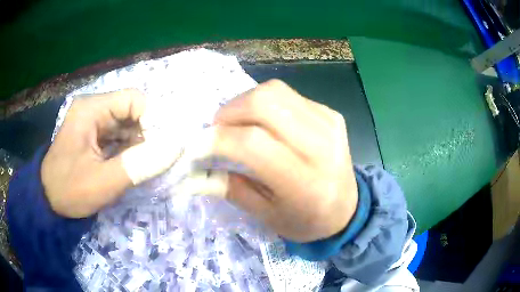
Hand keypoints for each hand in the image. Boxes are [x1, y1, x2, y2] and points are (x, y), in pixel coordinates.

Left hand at [41, 89, 164, 217]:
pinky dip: (128, 147)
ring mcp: (91, 121)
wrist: (47, 200)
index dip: (153, 119)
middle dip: (146, 133)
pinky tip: (131, 163)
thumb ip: (140, 164)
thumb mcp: (104, 182)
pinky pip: (117, 134)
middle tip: (154, 160)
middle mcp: (92, 108)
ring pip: (126, 123)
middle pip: (131, 110)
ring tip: (143, 164)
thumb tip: (176, 147)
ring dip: (138, 142)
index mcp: (91, 109)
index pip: (134, 100)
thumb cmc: (70, 190)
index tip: (160, 148)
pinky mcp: (92, 134)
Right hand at [212, 80, 357, 241]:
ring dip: (245, 103)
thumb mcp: (267, 216)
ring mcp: (329, 123)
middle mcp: (321, 145)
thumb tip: (195, 172)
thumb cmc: (306, 220)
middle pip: (264, 103)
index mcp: (305, 182)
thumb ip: (231, 189)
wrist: (348, 208)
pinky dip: (266, 104)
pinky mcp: (331, 114)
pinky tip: (264, 123)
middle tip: (217, 129)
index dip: (217, 139)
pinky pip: (288, 95)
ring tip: (237, 124)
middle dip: (229, 111)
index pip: (253, 143)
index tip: (196, 145)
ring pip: (275, 91)